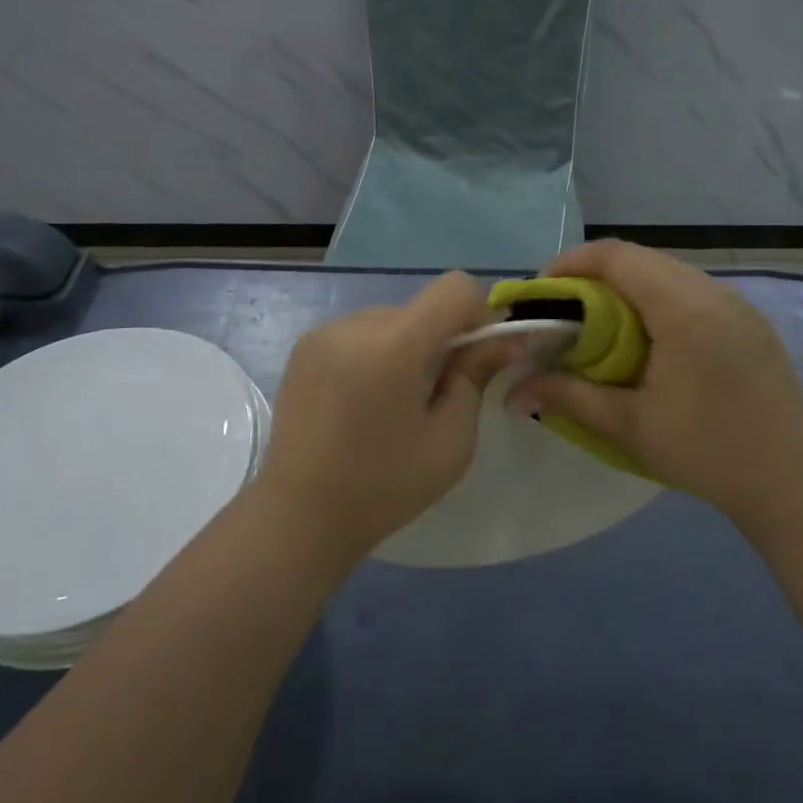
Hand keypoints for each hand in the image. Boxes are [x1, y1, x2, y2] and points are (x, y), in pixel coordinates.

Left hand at [259, 271, 497, 563]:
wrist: (299, 515)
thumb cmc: (384, 485)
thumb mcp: (451, 440)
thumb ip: (476, 377)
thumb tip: (503, 339)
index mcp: (396, 344)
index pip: (455, 287)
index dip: (477, 314)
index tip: (474, 358)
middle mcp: (357, 324)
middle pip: (421, 307)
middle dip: (439, 339)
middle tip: (434, 395)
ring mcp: (325, 332)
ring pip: (391, 319)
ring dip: (406, 346)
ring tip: (391, 403)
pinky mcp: (304, 345)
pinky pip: (359, 332)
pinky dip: (374, 353)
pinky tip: (362, 400)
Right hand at [512, 240, 802, 525]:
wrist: (793, 480)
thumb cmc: (707, 451)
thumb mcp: (629, 425)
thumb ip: (568, 397)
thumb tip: (510, 392)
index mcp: (683, 307)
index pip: (617, 256)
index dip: (572, 262)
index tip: (543, 291)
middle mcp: (712, 290)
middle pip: (641, 258)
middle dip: (594, 274)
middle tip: (565, 309)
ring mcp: (736, 302)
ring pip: (667, 271)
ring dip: (627, 285)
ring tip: (601, 322)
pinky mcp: (748, 319)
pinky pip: (692, 289)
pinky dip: (657, 298)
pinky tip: (648, 337)